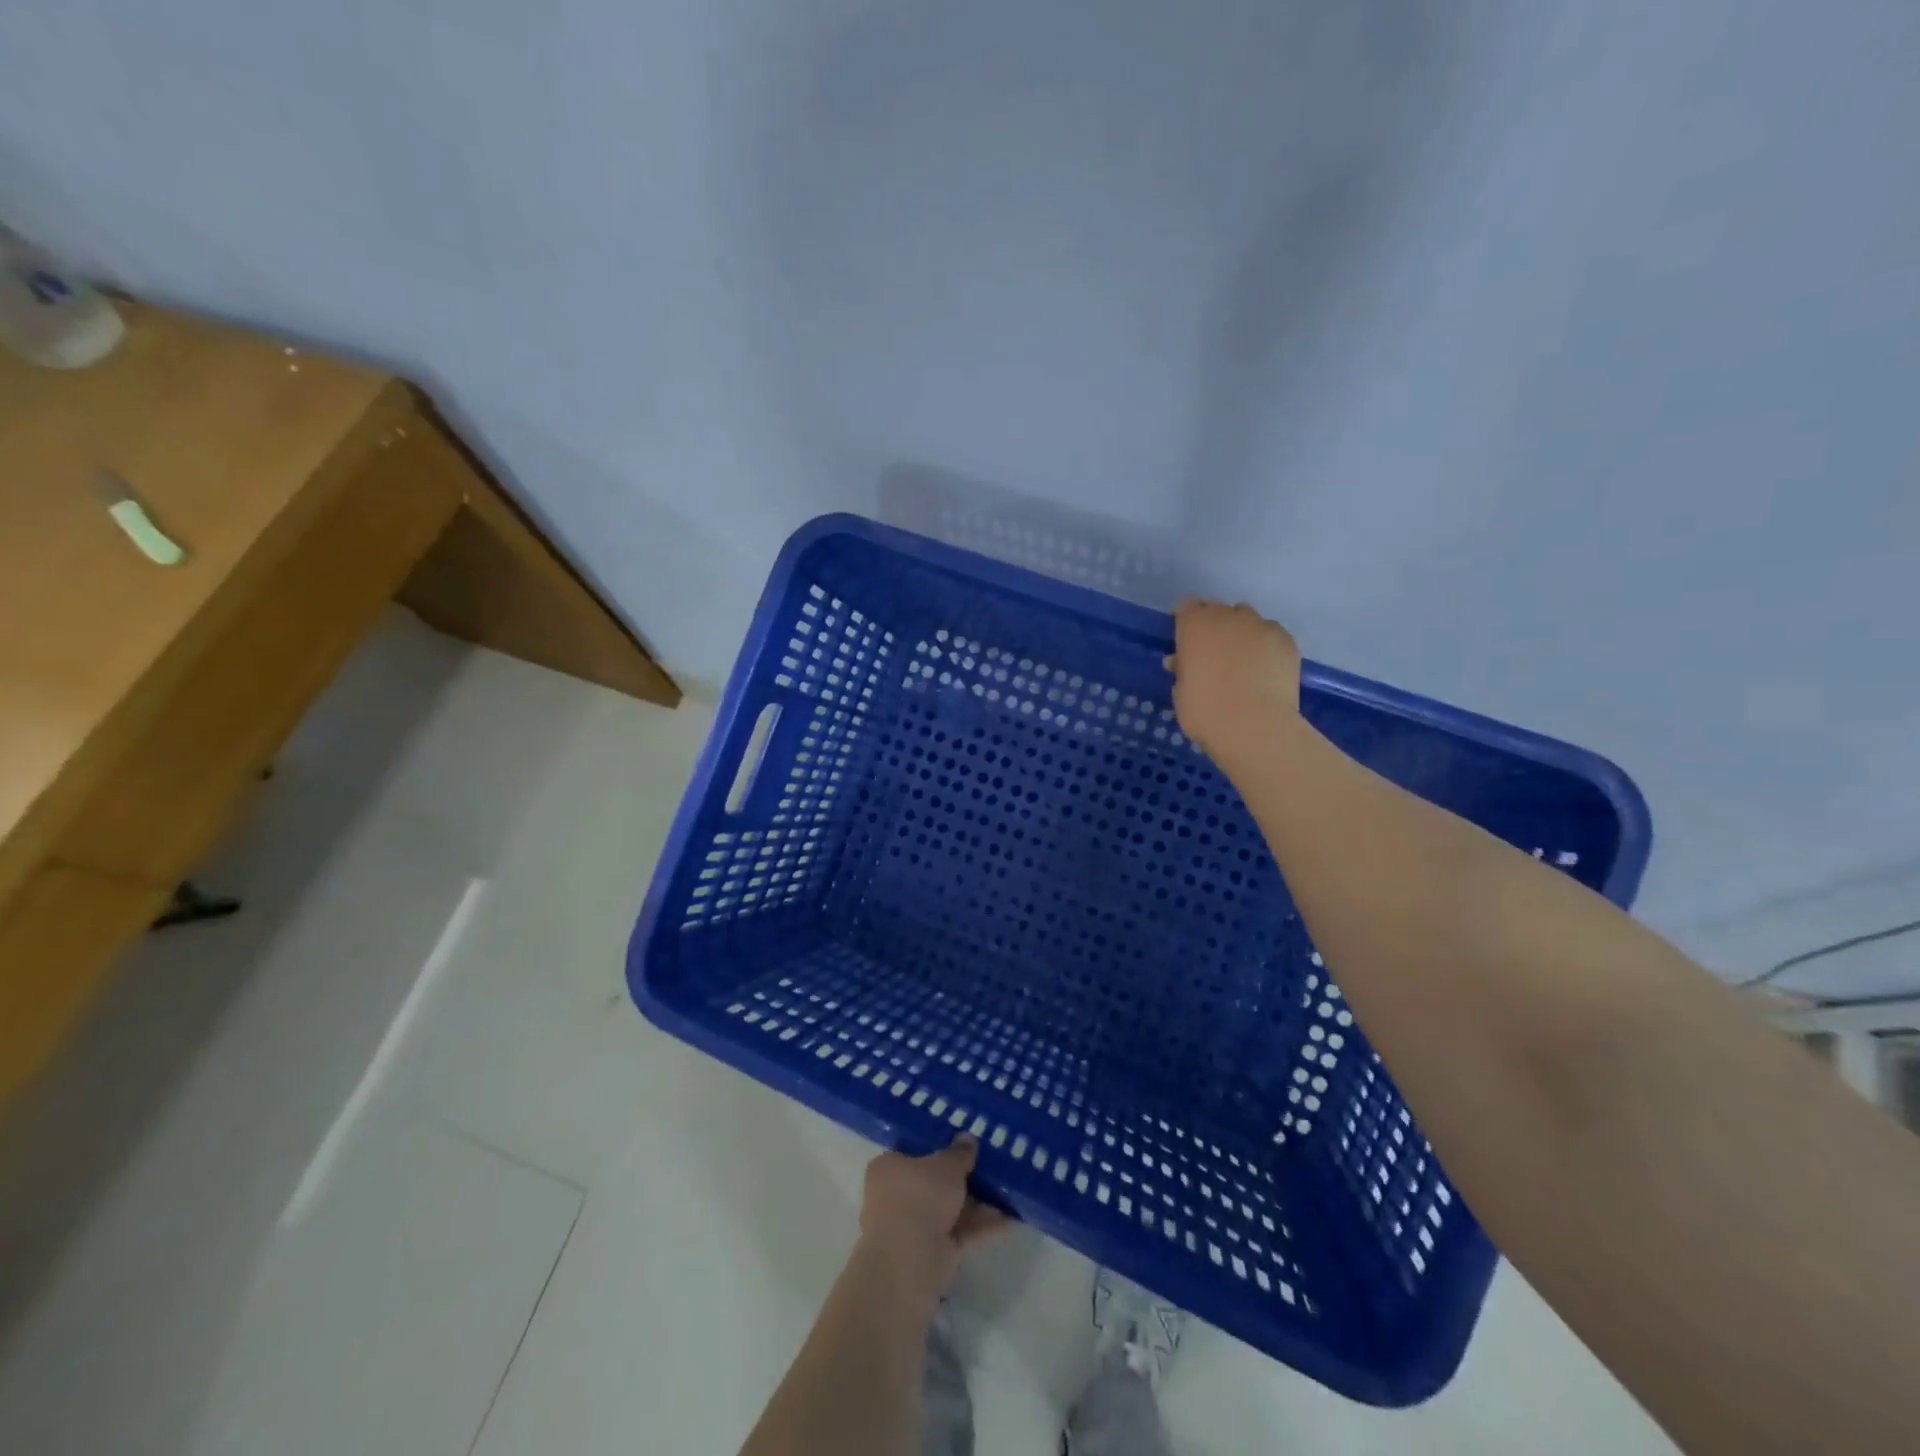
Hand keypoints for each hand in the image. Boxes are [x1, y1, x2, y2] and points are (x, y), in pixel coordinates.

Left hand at [856, 1138, 1007, 1311]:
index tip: (964, 1146)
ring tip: (1008, 1192)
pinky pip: (959, 1234)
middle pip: (934, 1184)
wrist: (909, 1262)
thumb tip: (968, 1139)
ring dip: (977, 1205)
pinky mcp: (931, 1255)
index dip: (939, 1148)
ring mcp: (913, 1229)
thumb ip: (959, 1153)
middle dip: (963, 1180)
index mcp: (888, 1168)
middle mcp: (896, 1197)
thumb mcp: (946, 1165)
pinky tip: (1009, 1220)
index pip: (913, 1153)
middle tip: (991, 1167)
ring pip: (949, 1211)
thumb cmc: (919, 1197)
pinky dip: (980, 1228)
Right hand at [1166, 600, 1302, 761]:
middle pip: (1219, 611)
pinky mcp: (1287, 641)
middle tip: (1213, 656)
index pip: (1186, 607)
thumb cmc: (1205, 711)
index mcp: (1195, 625)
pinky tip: (1265, 671)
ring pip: (1248, 620)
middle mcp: (1228, 616)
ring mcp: (1261, 626)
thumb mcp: (1181, 692)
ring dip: (1241, 634)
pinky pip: (1271, 636)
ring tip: (1243, 663)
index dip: (1186, 624)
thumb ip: (1182, 670)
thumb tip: (1181, 662)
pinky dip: (1266, 648)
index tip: (1185, 643)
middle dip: (1214, 628)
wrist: (1254, 727)